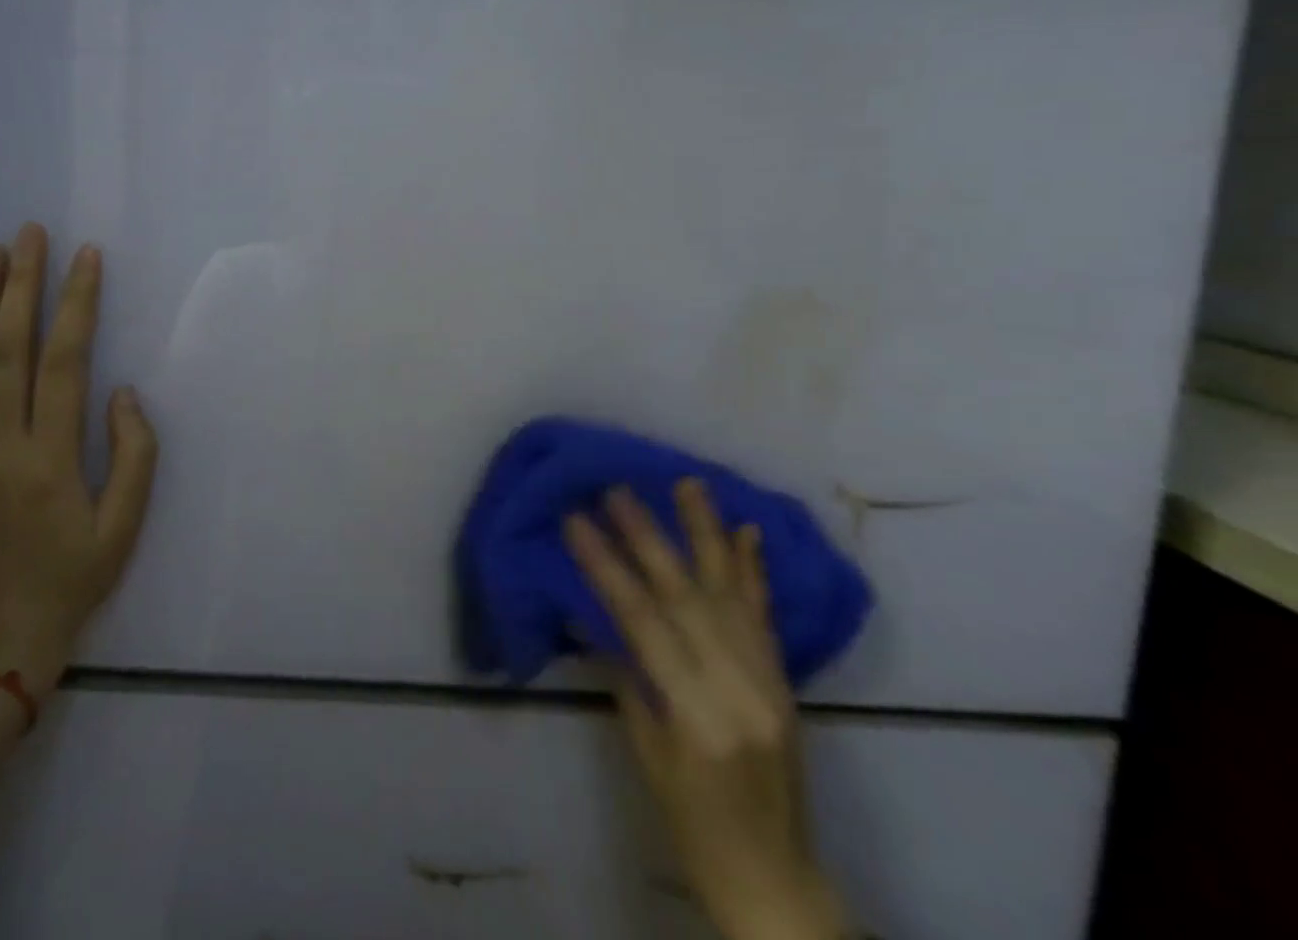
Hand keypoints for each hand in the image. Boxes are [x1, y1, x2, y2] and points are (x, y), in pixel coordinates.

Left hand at [0, 224, 158, 704]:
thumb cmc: (73, 578)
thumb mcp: (124, 525)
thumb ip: (133, 453)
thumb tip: (122, 392)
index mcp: (47, 460)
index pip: (62, 362)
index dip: (75, 304)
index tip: (86, 257)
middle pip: (5, 347)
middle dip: (20, 283)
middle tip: (29, 234)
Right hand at [565, 481, 850, 939]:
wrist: (774, 879)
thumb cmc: (691, 824)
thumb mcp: (645, 753)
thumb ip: (625, 676)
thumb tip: (593, 610)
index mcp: (697, 714)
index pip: (642, 622)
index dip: (605, 567)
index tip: (575, 521)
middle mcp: (739, 689)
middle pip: (685, 597)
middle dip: (647, 538)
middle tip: (617, 490)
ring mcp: (769, 682)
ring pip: (731, 593)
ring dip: (706, 533)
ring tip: (688, 483)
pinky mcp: (786, 682)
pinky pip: (765, 615)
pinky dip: (753, 569)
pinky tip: (746, 530)